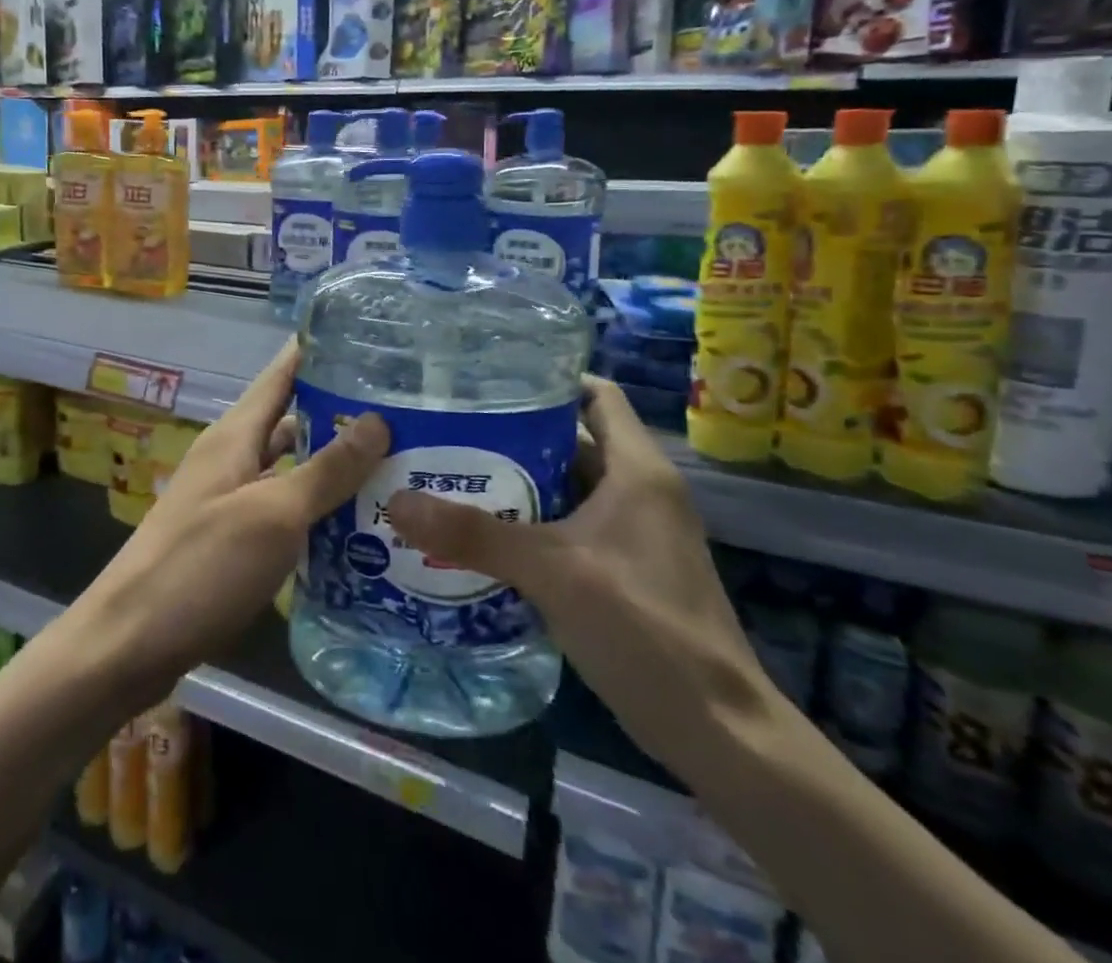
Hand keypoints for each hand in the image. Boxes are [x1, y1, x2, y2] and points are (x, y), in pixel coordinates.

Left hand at [74, 339, 388, 701]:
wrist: (130, 641)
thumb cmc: (201, 565)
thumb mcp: (273, 514)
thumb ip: (325, 470)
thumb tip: (378, 421)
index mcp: (234, 436)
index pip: (280, 376)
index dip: (315, 353)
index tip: (365, 337)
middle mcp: (230, 459)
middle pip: (289, 421)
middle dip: (339, 413)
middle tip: (403, 412)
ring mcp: (227, 501)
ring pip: (288, 469)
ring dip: (332, 467)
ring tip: (394, 466)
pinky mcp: (230, 541)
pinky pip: (281, 511)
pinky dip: (315, 511)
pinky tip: (355, 527)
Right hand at [388, 375, 772, 784]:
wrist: (717, 733)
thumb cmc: (643, 627)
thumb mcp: (550, 571)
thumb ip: (472, 534)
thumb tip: (394, 501)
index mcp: (637, 470)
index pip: (595, 395)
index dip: (547, 379)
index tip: (487, 379)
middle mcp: (639, 491)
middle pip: (570, 440)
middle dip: (510, 433)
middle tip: (447, 428)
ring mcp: (634, 534)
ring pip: (565, 487)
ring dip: (514, 483)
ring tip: (449, 473)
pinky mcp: (623, 570)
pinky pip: (568, 527)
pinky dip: (528, 523)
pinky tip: (479, 533)